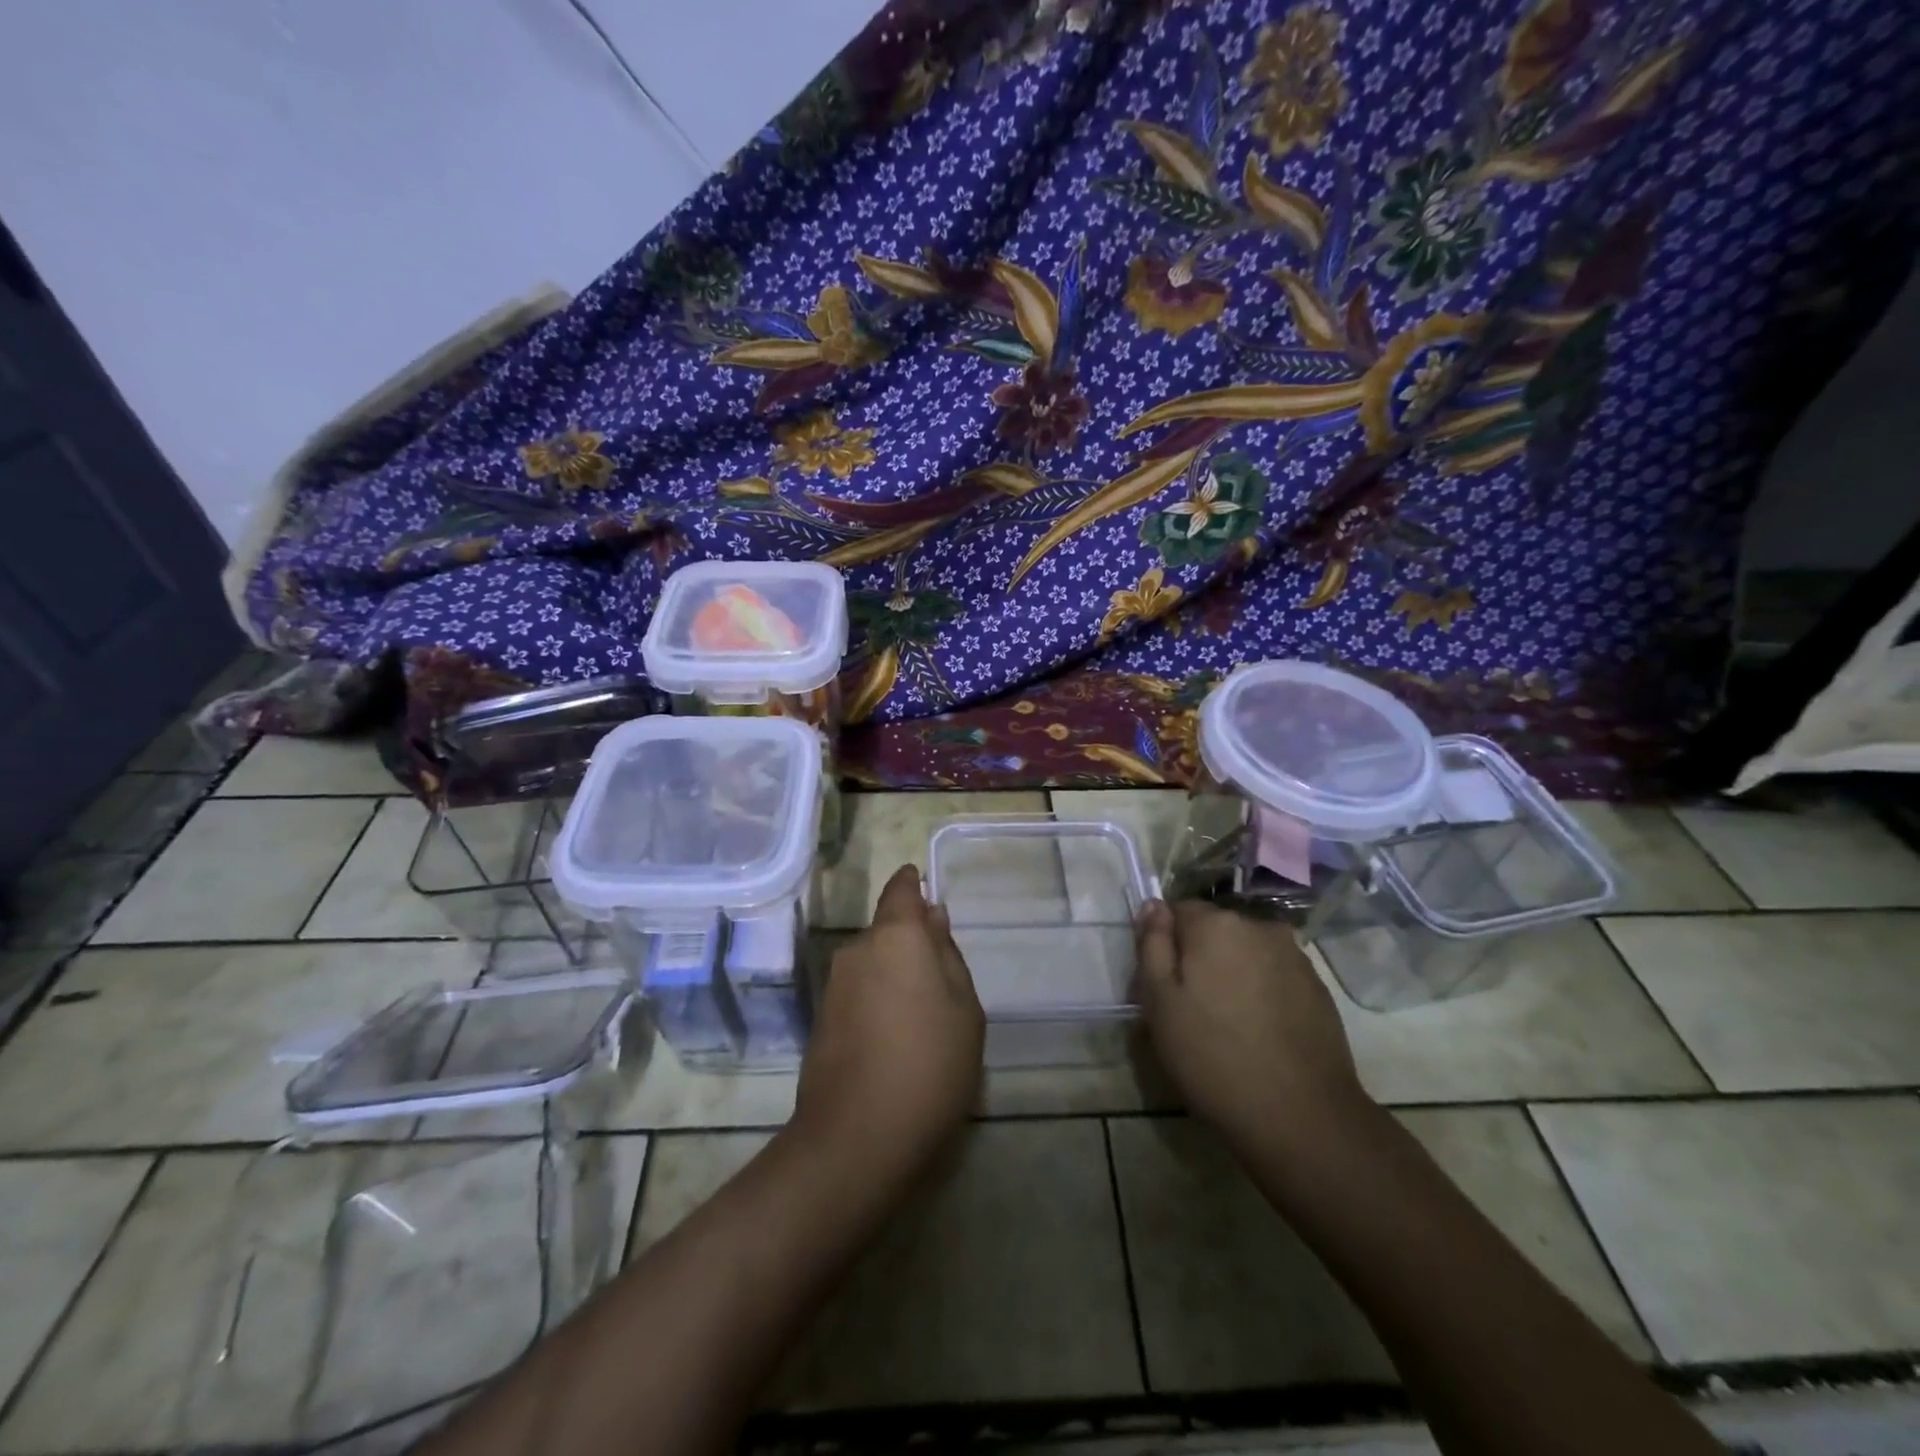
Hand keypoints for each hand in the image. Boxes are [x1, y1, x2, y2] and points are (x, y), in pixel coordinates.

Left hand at [794, 866, 984, 1178]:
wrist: (858, 1137)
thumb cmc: (930, 1064)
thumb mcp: (964, 1009)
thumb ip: (948, 955)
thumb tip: (932, 918)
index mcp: (896, 936)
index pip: (900, 890)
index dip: (912, 884)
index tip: (925, 888)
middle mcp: (857, 950)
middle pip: (887, 931)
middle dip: (911, 944)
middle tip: (942, 982)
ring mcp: (835, 986)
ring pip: (873, 963)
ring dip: (894, 976)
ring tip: (923, 1020)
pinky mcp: (821, 1019)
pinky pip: (859, 992)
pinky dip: (878, 1001)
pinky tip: (895, 1040)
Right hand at [1135, 899, 1367, 1150]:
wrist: (1302, 1116)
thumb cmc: (1213, 1056)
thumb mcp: (1159, 1002)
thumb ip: (1152, 945)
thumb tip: (1153, 906)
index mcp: (1216, 924)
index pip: (1177, 910)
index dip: (1164, 945)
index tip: (1161, 985)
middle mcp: (1259, 926)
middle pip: (1215, 930)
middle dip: (1200, 957)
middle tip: (1189, 1009)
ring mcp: (1295, 956)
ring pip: (1247, 953)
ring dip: (1233, 973)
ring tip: (1227, 1024)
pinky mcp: (1318, 988)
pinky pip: (1275, 976)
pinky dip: (1262, 993)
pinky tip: (1259, 1033)